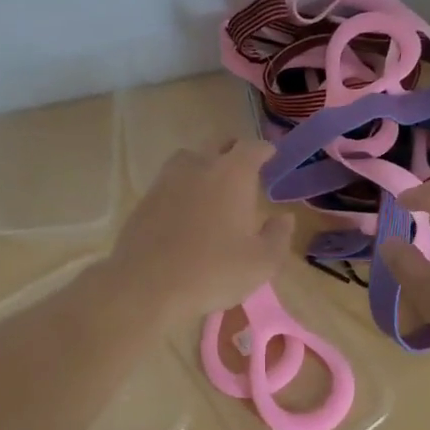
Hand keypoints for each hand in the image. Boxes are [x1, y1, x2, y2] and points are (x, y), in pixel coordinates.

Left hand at [105, 139, 292, 325]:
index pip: (253, 147)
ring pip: (190, 159)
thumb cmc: (213, 271)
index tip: (272, 157)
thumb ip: (278, 236)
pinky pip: (170, 181)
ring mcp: (168, 179)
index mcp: (233, 174)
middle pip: (219, 144)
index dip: (265, 151)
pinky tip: (186, 212)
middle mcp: (200, 165)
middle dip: (235, 152)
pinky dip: (183, 188)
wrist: (146, 285)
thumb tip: (284, 218)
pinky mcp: (146, 198)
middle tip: (245, 171)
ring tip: (213, 188)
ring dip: (205, 165)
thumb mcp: (261, 263)